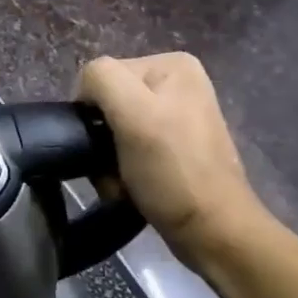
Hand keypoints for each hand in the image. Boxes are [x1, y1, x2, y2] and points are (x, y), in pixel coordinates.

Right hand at [78, 53, 267, 256]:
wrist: (212, 232)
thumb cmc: (172, 171)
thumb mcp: (134, 113)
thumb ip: (102, 79)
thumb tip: (85, 92)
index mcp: (171, 65)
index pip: (102, 75)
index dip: (94, 109)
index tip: (107, 142)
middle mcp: (176, 83)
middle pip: (108, 101)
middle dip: (102, 136)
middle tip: (112, 165)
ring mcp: (176, 116)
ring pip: (113, 128)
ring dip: (106, 157)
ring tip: (120, 179)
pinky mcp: (173, 146)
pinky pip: (127, 147)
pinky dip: (119, 167)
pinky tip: (129, 185)